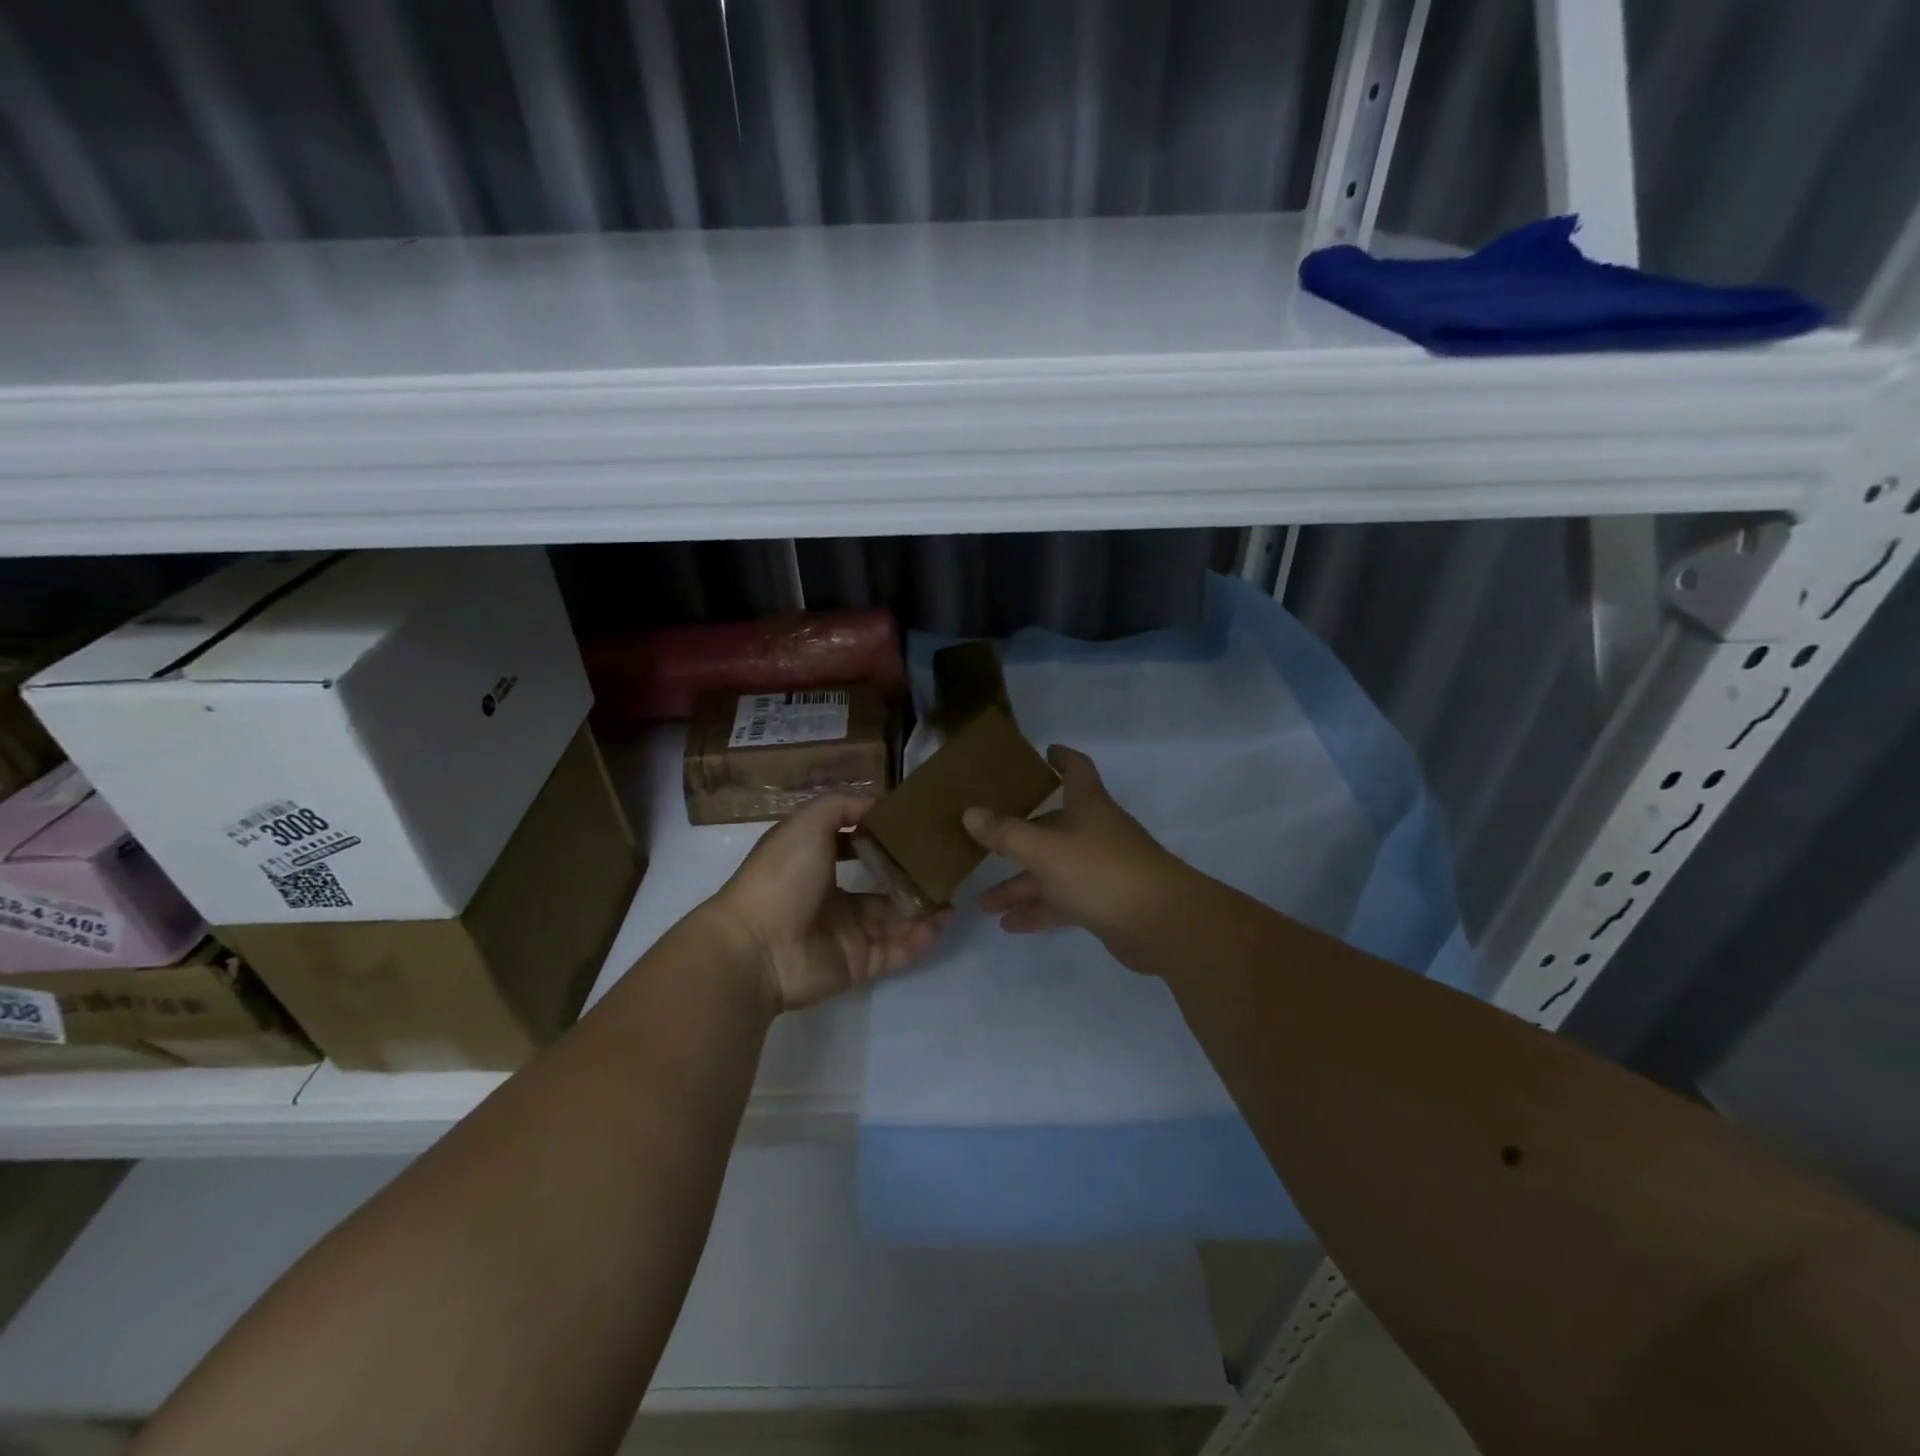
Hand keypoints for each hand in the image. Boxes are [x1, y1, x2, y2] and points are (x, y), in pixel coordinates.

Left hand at [708, 795, 951, 1013]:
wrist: (756, 947)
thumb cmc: (781, 878)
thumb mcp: (806, 824)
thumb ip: (841, 807)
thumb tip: (876, 805)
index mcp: (816, 863)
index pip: (855, 847)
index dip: (883, 838)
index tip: (916, 829)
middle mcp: (831, 897)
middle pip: (881, 887)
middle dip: (911, 879)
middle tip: (943, 871)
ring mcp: (846, 933)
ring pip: (893, 920)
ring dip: (922, 911)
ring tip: (951, 902)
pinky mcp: (857, 963)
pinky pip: (894, 951)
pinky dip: (917, 940)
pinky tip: (939, 925)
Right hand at [963, 745, 1187, 952]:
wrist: (1162, 923)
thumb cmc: (1100, 871)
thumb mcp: (1044, 850)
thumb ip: (1005, 834)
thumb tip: (970, 813)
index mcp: (1088, 807)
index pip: (1076, 770)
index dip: (1061, 758)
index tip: (1045, 752)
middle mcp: (1095, 833)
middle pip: (1052, 828)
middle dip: (1017, 840)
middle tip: (984, 846)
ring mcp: (1101, 869)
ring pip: (1053, 871)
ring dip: (1021, 886)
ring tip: (984, 904)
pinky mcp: (1104, 903)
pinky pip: (1063, 902)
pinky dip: (1039, 910)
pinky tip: (1010, 925)